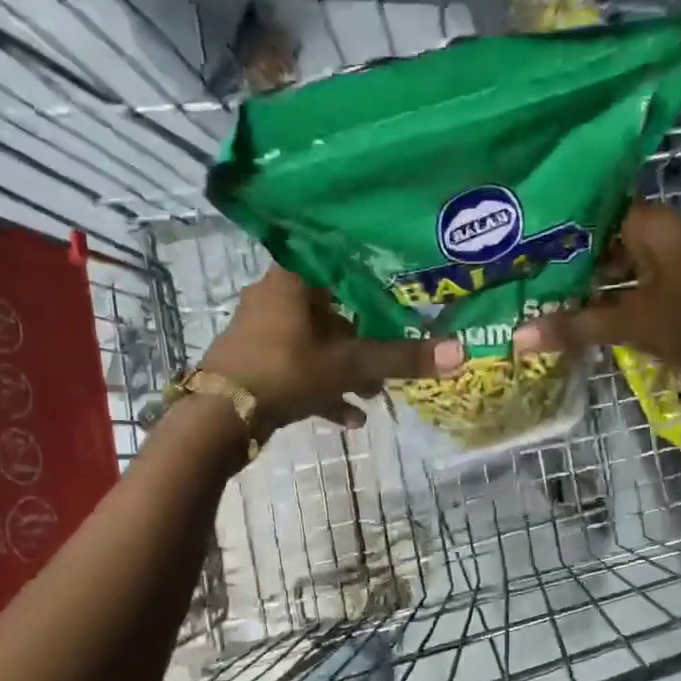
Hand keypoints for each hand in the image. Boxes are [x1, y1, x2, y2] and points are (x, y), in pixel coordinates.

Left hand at [201, 267, 462, 431]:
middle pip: (333, 308)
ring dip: (347, 368)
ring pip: (317, 344)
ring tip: (375, 393)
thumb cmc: (285, 371)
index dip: (372, 272)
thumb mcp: (349, 364)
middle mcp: (275, 298)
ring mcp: (263, 333)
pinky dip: (324, 390)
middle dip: (365, 336)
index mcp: (293, 279)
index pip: (339, 259)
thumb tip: (461, 353)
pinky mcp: (257, 365)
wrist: (219, 418)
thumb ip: (401, 359)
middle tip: (393, 352)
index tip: (401, 286)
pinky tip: (349, 420)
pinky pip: (300, 371)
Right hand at [515, 202, 680, 384]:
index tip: (519, 236)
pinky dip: (603, 301)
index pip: (595, 209)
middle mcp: (661, 237)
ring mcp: (668, 266)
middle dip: (564, 258)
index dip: (558, 222)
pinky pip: (628, 290)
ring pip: (614, 268)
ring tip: (536, 294)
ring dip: (583, 284)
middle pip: (602, 241)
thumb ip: (575, 326)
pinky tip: (571, 316)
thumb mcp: (631, 323)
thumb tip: (518, 336)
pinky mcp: (672, 294)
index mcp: (653, 225)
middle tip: (518, 270)